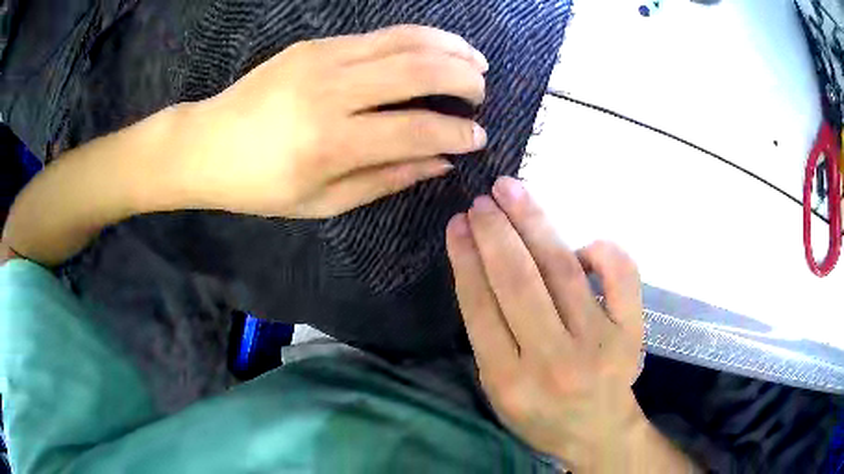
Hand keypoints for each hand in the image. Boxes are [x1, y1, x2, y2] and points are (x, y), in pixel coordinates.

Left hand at [176, 25, 488, 217]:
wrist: (206, 144)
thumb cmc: (259, 185)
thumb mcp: (321, 202)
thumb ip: (385, 179)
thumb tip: (440, 162)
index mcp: (331, 144)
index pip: (417, 129)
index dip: (458, 133)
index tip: (479, 138)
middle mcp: (332, 93)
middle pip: (420, 71)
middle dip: (465, 79)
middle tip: (481, 93)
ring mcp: (323, 59)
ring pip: (405, 40)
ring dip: (450, 47)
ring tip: (474, 61)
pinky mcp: (315, 45)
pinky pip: (380, 35)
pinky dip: (417, 39)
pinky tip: (434, 49)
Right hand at [445, 177, 646, 471]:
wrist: (598, 432)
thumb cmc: (541, 416)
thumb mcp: (497, 392)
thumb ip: (488, 339)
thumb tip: (485, 269)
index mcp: (509, 380)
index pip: (481, 308)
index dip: (466, 260)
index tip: (458, 224)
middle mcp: (553, 360)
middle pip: (519, 282)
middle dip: (496, 233)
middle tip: (482, 200)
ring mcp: (598, 342)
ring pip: (562, 270)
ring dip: (533, 224)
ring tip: (512, 192)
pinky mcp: (631, 331)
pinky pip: (621, 276)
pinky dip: (602, 251)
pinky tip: (582, 242)